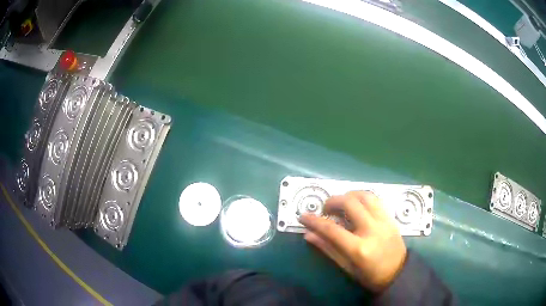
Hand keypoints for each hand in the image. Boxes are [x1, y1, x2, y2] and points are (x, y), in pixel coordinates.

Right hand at [299, 191, 406, 291]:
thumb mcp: (347, 267)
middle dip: (332, 201)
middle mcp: (372, 230)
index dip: (314, 221)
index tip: (303, 216)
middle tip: (326, 209)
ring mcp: (384, 221)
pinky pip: (375, 199)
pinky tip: (356, 204)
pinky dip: (362, 197)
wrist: (398, 273)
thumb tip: (308, 235)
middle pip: (349, 204)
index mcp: (359, 249)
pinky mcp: (390, 217)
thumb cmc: (370, 276)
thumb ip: (328, 249)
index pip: (331, 229)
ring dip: (349, 195)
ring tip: (341, 204)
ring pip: (364, 196)